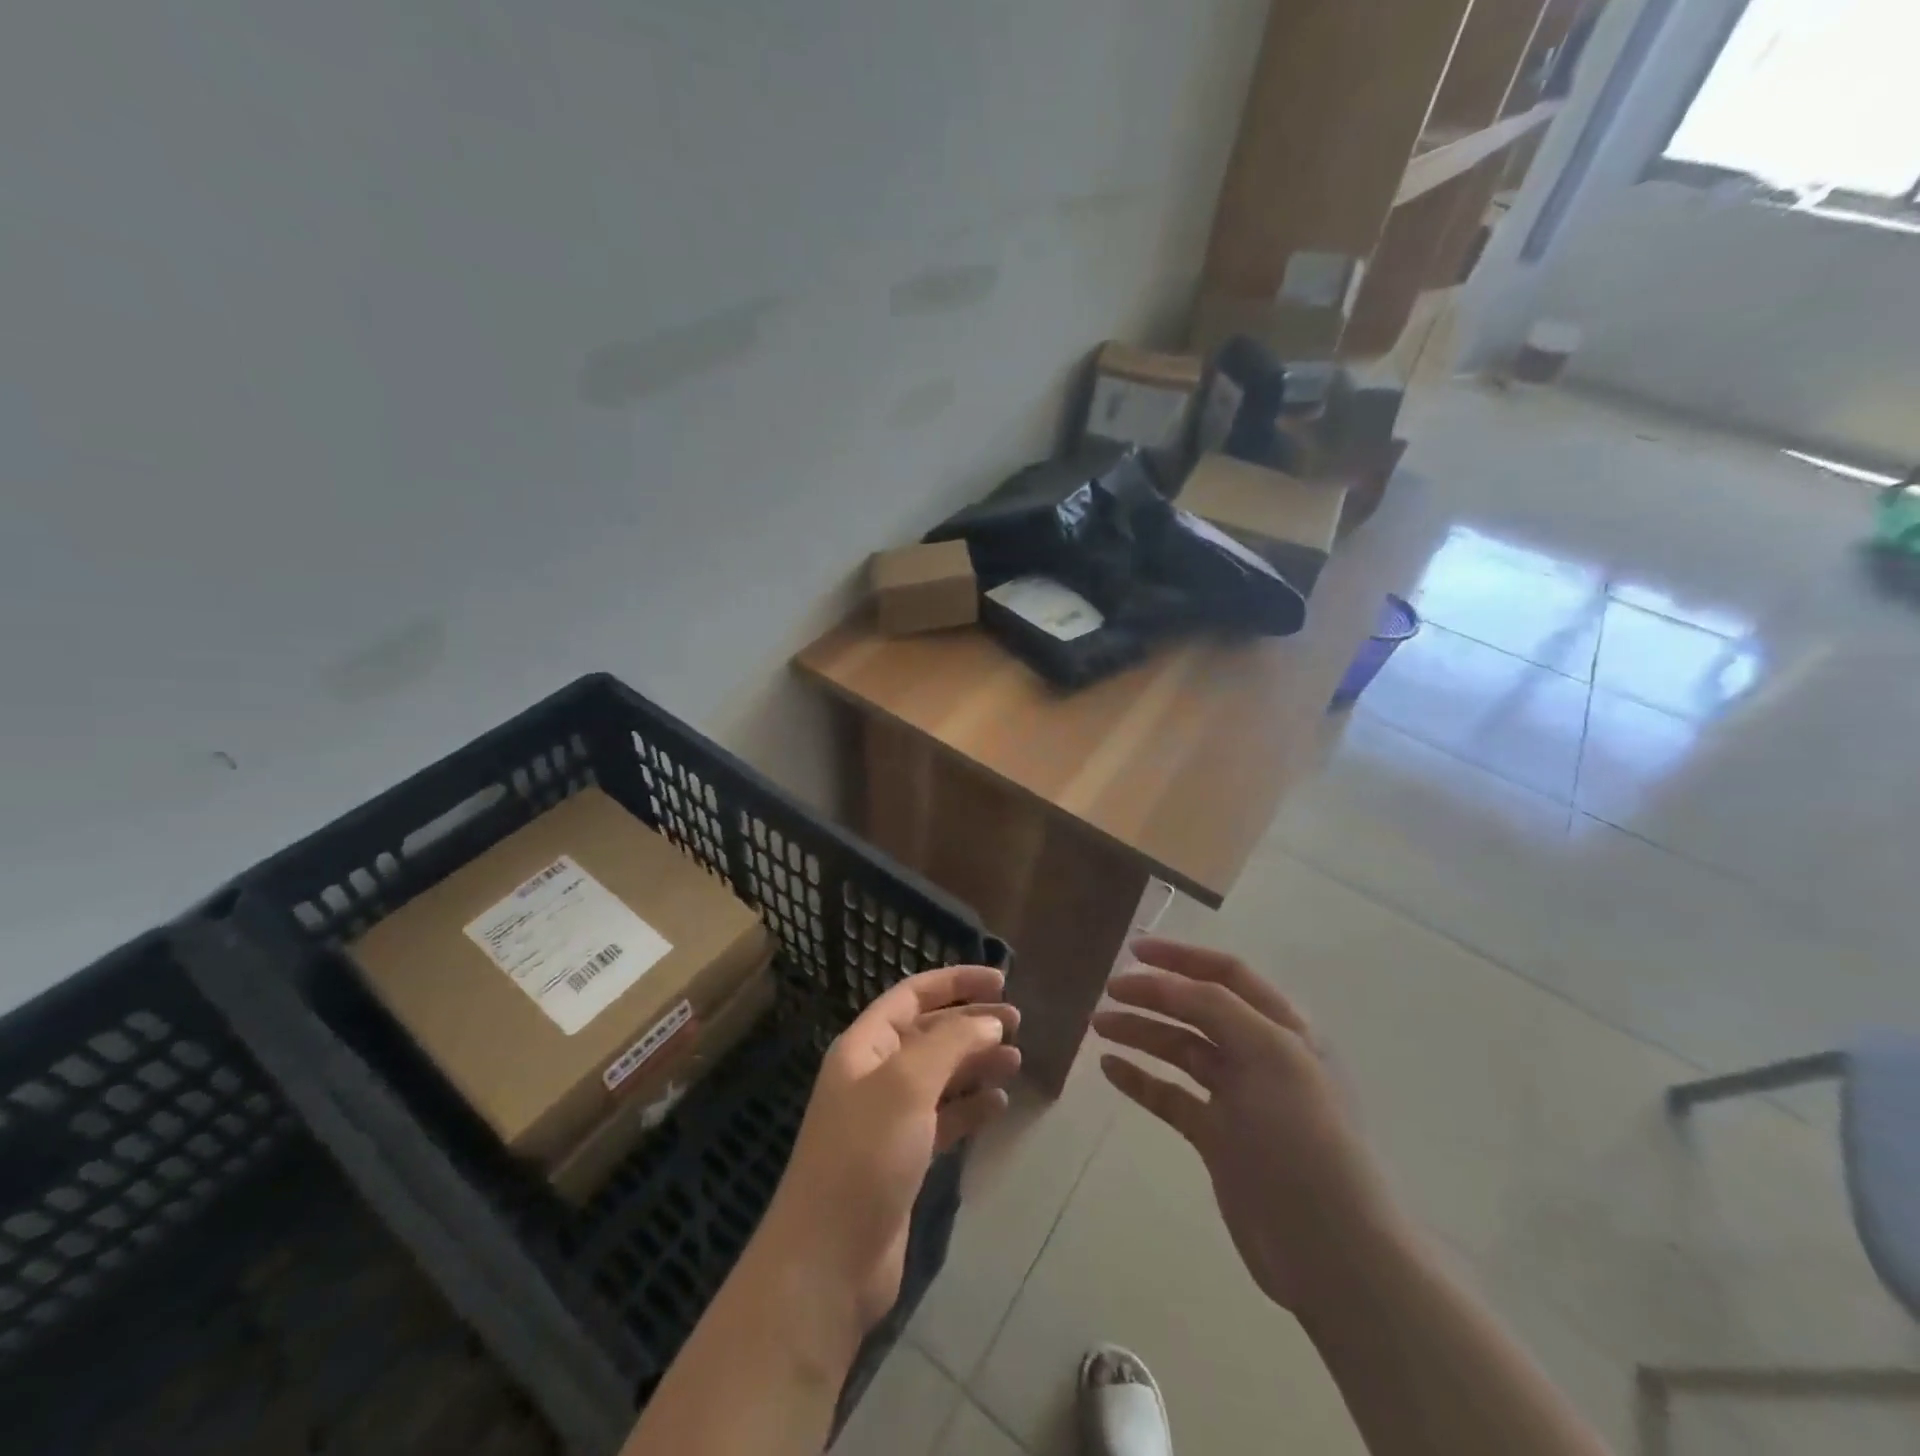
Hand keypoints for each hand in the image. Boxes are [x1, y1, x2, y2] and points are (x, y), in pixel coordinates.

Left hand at [757, 965, 1021, 1333]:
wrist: (828, 1262)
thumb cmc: (864, 1156)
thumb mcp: (906, 1085)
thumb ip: (950, 1044)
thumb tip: (989, 1021)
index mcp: (864, 1047)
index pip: (912, 996)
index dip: (954, 982)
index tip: (1001, 981)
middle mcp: (875, 1076)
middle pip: (929, 1034)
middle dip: (971, 1023)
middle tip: (1018, 1022)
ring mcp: (888, 1119)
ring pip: (940, 1076)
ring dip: (976, 1064)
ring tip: (1016, 1060)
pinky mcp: (904, 1158)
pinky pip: (944, 1118)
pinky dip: (971, 1108)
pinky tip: (998, 1104)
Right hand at [1092, 938, 1406, 1318]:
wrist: (1330, 1249)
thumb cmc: (1304, 1137)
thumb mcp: (1269, 1054)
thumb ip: (1216, 1008)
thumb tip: (1165, 982)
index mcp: (1282, 1028)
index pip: (1227, 975)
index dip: (1182, 957)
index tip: (1134, 950)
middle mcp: (1260, 1055)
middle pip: (1198, 1009)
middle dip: (1154, 995)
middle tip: (1108, 992)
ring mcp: (1238, 1099)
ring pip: (1181, 1050)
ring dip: (1142, 1032)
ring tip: (1099, 1026)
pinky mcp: (1218, 1138)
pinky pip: (1172, 1096)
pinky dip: (1141, 1079)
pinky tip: (1111, 1069)